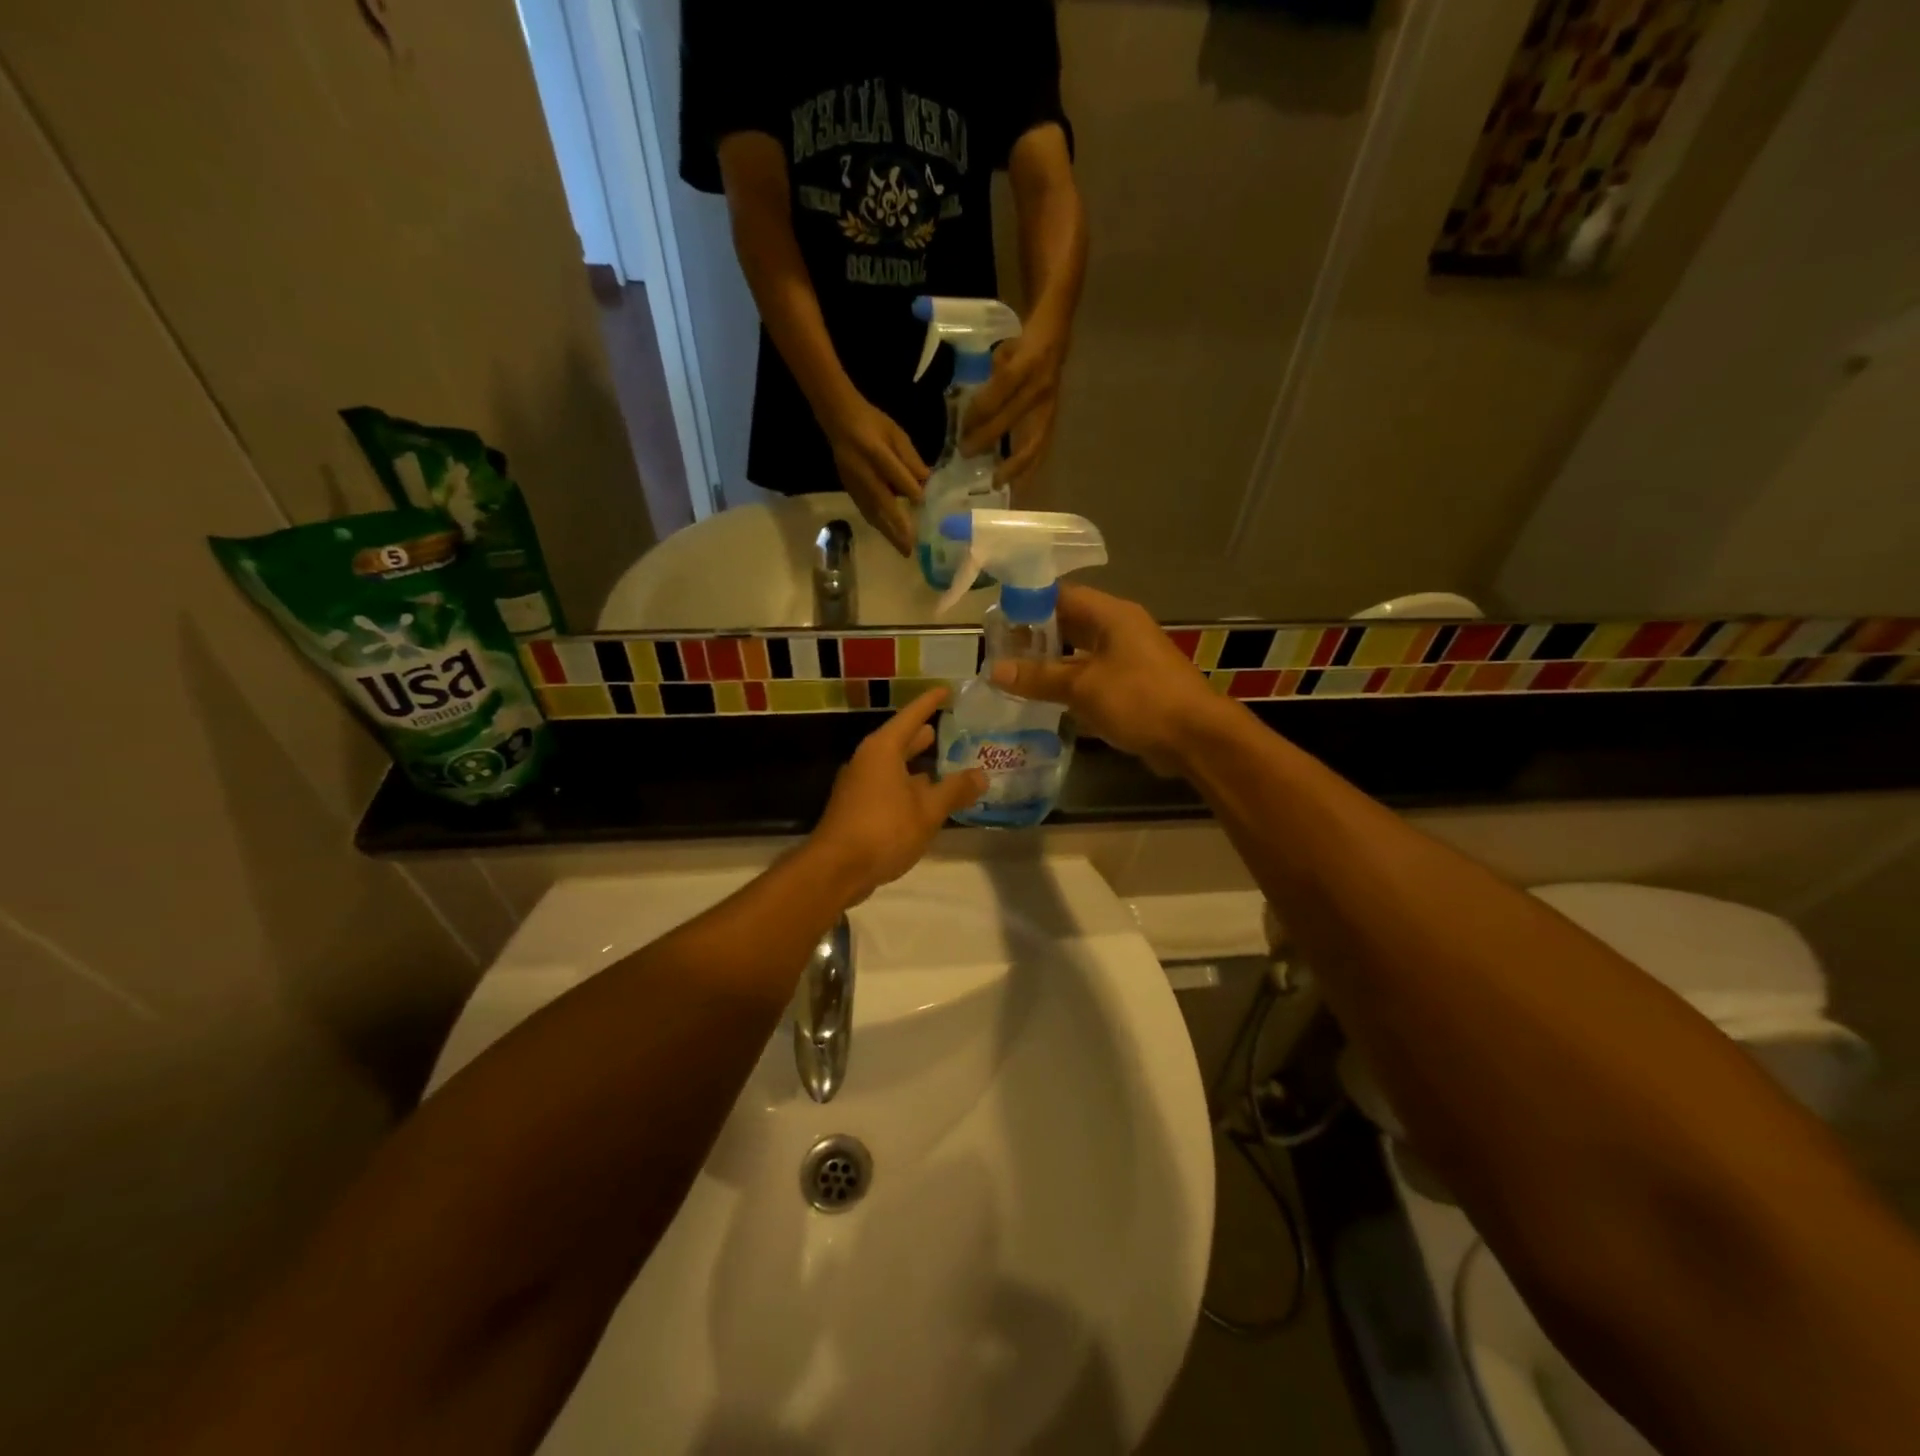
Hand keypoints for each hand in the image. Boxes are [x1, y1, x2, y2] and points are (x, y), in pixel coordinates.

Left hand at [809, 689, 986, 901]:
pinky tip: (924, 799)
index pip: (911, 716)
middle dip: (922, 735)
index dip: (930, 702)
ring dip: (915, 764)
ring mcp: (858, 785)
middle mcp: (867, 761)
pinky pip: (887, 786)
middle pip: (899, 740)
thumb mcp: (928, 810)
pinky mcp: (856, 808)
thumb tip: (981, 774)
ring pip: (892, 766)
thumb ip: (955, 790)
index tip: (948, 690)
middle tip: (947, 727)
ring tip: (941, 763)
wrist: (836, 870)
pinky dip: (907, 786)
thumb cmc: (884, 829)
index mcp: (882, 750)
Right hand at [819, 393, 927, 555]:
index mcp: (875, 451)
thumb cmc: (874, 424)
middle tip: (911, 547)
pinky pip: (866, 511)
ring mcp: (854, 483)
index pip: (894, 473)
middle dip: (897, 526)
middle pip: (881, 502)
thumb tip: (926, 482)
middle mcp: (863, 471)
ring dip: (888, 532)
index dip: (908, 489)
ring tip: (903, 549)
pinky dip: (878, 525)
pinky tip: (889, 536)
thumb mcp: (896, 434)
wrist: (840, 421)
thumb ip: (910, 459)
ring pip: (872, 512)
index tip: (923, 504)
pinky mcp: (849, 490)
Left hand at [961, 322, 1066, 487]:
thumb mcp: (1004, 349)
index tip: (961, 427)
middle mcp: (1040, 388)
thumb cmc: (1024, 341)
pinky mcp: (1053, 419)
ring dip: (1014, 466)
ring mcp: (1049, 406)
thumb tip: (972, 411)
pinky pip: (1041, 448)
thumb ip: (991, 378)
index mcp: (1026, 363)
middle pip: (1009, 420)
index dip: (978, 412)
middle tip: (965, 454)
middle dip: (985, 440)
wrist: (1058, 334)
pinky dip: (1029, 468)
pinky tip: (1018, 484)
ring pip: (1032, 442)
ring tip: (998, 483)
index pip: (998, 392)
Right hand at [989, 584, 1227, 774]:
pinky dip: (1069, 684)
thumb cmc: (1139, 699)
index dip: (1028, 602)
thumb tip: (994, 669)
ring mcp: (1128, 659)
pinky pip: (1092, 677)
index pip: (1061, 595)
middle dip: (1035, 635)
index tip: (996, 617)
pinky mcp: (1132, 686)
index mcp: (1111, 615)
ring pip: (1080, 653)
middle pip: (1070, 623)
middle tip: (998, 649)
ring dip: (1051, 663)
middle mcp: (1120, 630)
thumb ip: (1038, 677)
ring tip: (1013, 674)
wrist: (1196, 737)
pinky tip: (1044, 699)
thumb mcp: (1082, 687)